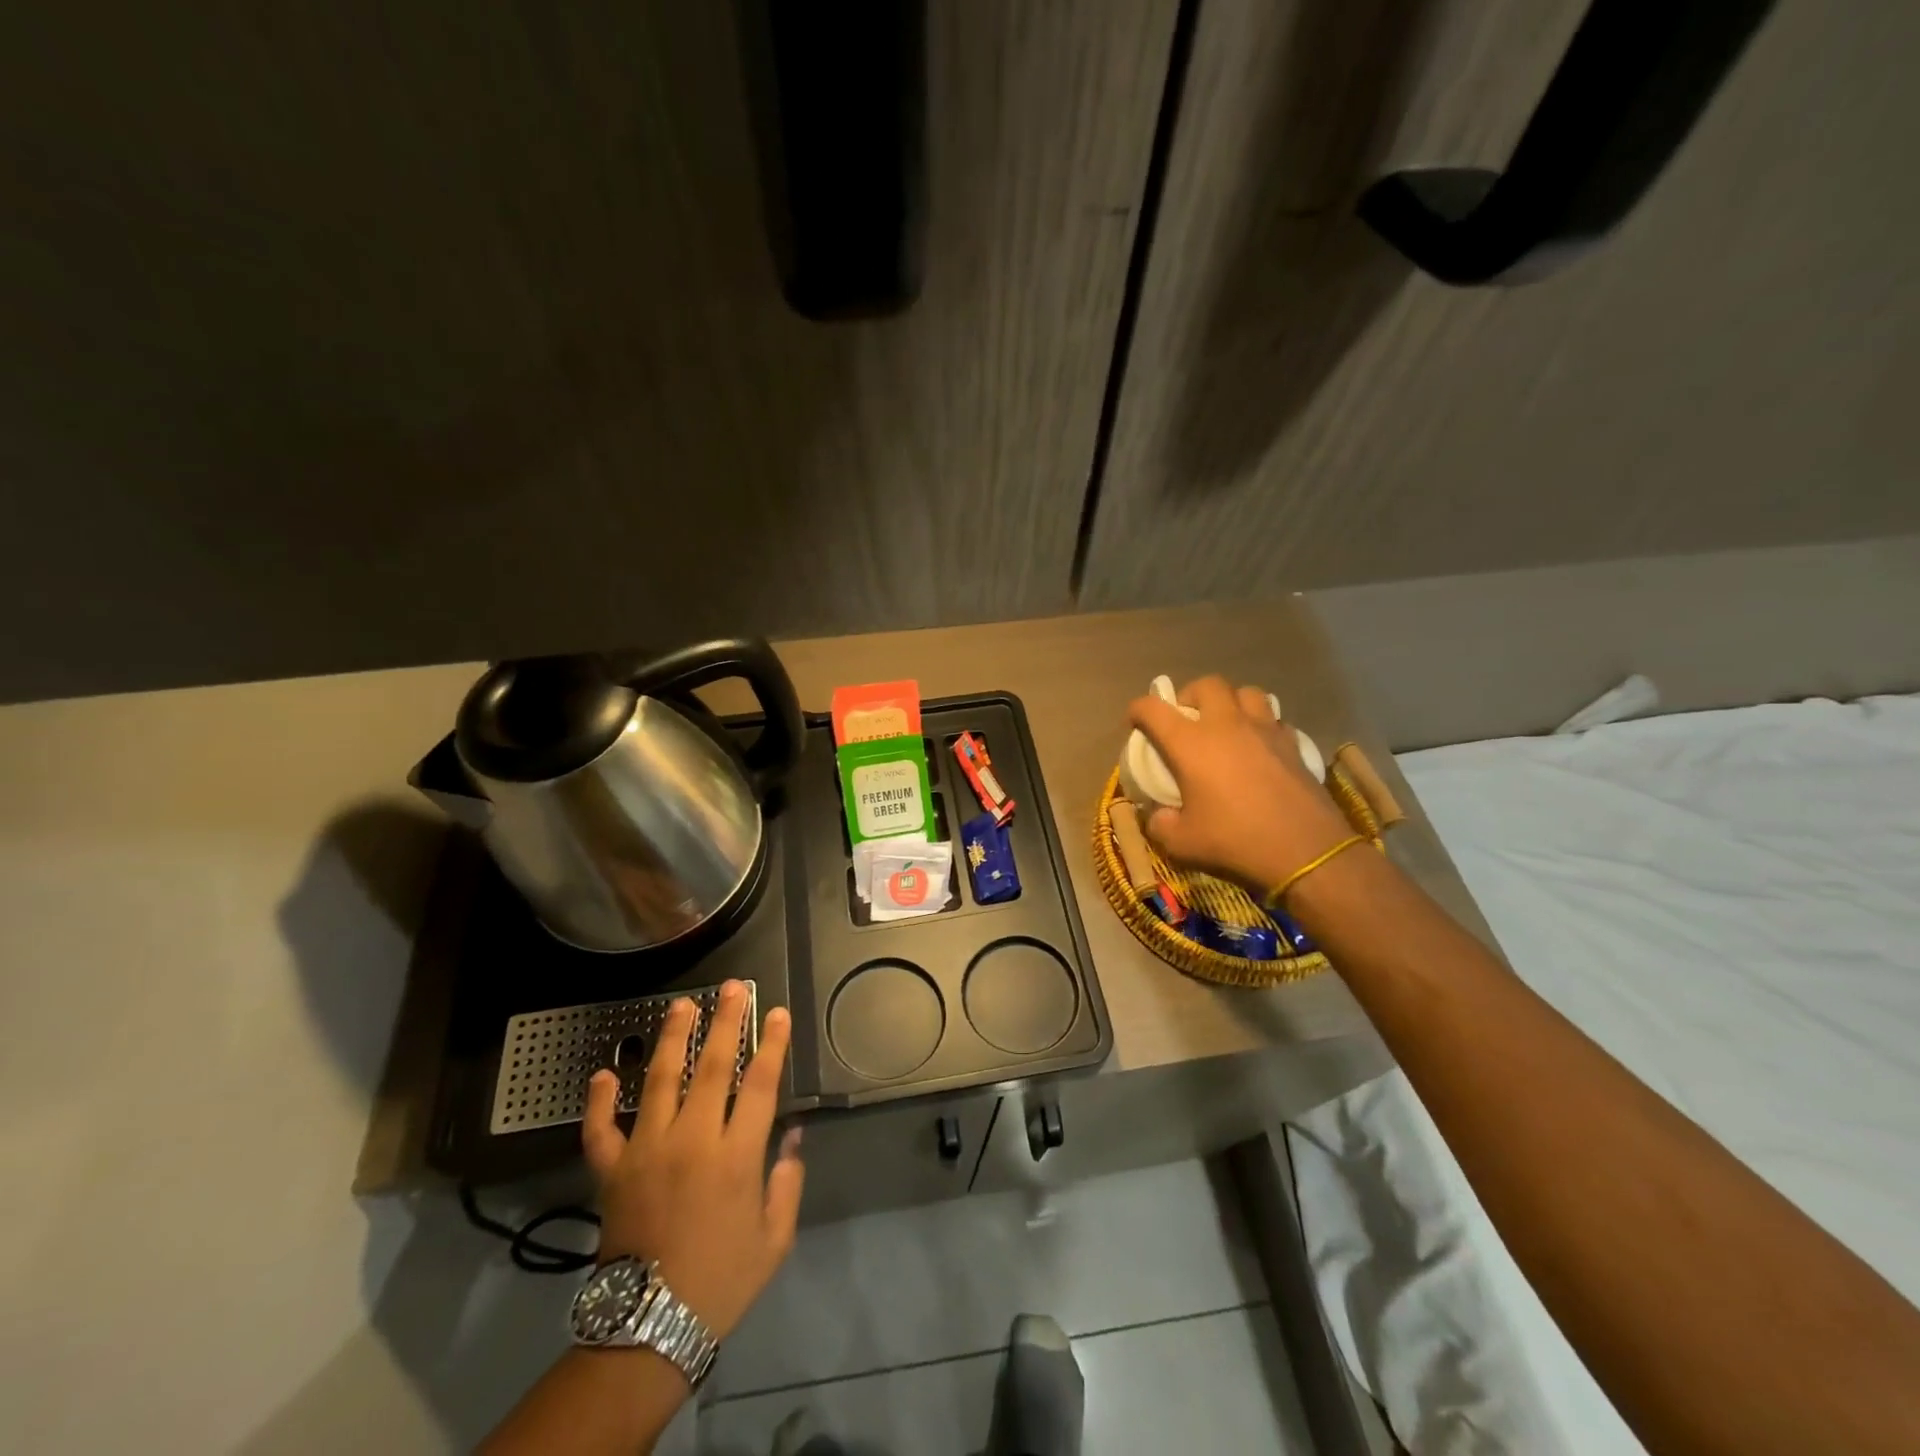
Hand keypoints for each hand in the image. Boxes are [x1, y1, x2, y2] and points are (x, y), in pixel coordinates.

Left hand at [582, 982, 803, 1343]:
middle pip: (712, 1067)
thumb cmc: (721, 1281)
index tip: (777, 1013)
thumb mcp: (773, 1239)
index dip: (771, 1044)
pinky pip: (602, 1130)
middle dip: (726, 1022)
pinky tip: (603, 1073)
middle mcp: (693, 1140)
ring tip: (683, 1005)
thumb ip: (787, 1182)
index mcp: (737, 1156)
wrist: (649, 1328)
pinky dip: (600, 1102)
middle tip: (733, 987)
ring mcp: (648, 1151)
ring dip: (673, 1039)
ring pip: (661, 1081)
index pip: (760, 1083)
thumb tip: (793, 1136)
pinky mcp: (612, 1171)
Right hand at [1127, 676, 1352, 891]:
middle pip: (1206, 685)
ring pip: (1246, 692)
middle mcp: (1226, 725)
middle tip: (1187, 719)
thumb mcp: (1182, 843)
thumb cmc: (1235, 840)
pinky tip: (1260, 747)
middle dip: (1190, 696)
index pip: (1153, 708)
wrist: (1305, 850)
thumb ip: (1161, 825)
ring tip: (1227, 725)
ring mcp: (1264, 729)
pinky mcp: (1293, 743)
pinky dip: (1263, 726)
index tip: (1135, 722)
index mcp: (1190, 743)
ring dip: (1231, 702)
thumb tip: (1159, 815)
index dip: (1138, 710)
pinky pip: (1275, 719)